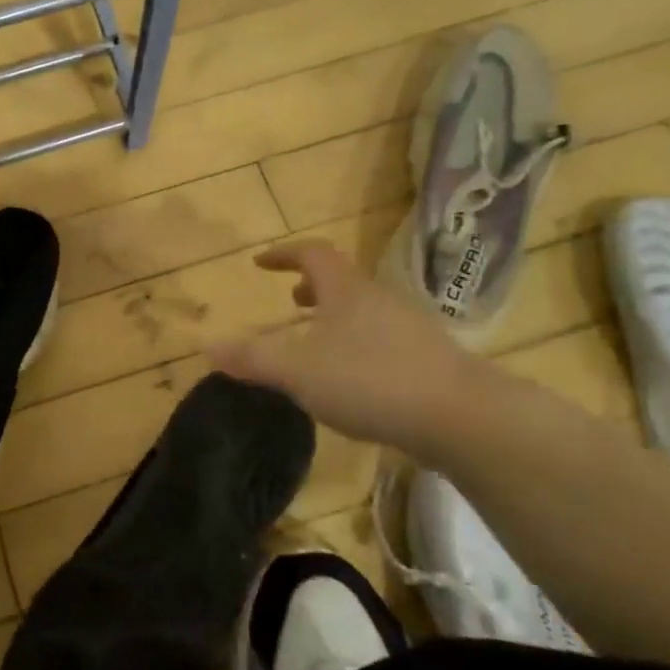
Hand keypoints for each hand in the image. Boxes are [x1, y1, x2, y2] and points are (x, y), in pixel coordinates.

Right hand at [208, 240, 482, 460]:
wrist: (460, 416)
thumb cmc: (369, 380)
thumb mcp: (297, 371)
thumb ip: (252, 359)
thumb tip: (209, 347)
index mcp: (346, 290)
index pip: (313, 253)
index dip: (284, 254)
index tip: (260, 262)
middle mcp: (380, 299)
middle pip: (342, 281)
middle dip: (312, 288)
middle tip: (290, 303)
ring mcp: (411, 327)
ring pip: (364, 311)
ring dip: (336, 318)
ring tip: (317, 344)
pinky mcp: (430, 359)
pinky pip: (383, 339)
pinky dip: (358, 345)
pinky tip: (353, 381)